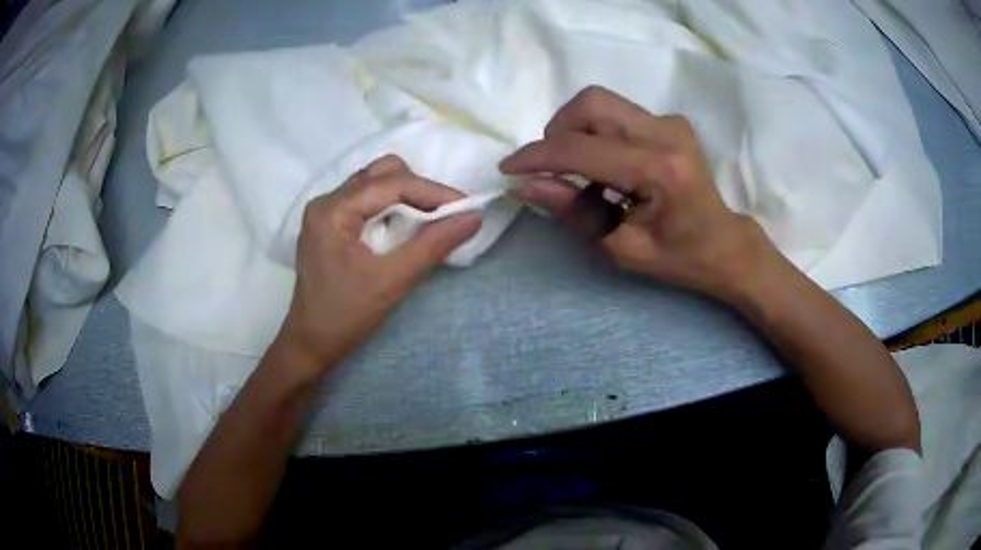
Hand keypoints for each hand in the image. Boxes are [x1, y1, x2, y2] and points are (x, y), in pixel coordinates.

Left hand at [277, 155, 481, 373]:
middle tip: (445, 215)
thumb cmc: (346, 315)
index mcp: (332, 210)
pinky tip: (405, 226)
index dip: (433, 191)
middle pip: (381, 173)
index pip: (391, 184)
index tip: (466, 207)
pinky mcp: (330, 222)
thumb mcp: (393, 281)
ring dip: (406, 195)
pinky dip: (392, 206)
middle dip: (419, 189)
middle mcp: (326, 201)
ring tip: (429, 220)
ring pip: (375, 182)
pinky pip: (367, 199)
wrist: (311, 343)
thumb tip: (473, 217)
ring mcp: (326, 211)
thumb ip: (433, 245)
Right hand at [500, 86, 773, 300]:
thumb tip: (525, 185)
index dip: (538, 156)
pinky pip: (617, 113)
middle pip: (591, 104)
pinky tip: (606, 165)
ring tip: (579, 169)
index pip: (582, 149)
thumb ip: (574, 211)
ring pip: (601, 103)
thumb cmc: (679, 257)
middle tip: (553, 167)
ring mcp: (671, 122)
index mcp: (659, 170)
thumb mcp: (622, 247)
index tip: (509, 168)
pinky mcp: (670, 121)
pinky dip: (596, 133)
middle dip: (558, 131)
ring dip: (575, 130)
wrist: (725, 243)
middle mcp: (666, 133)